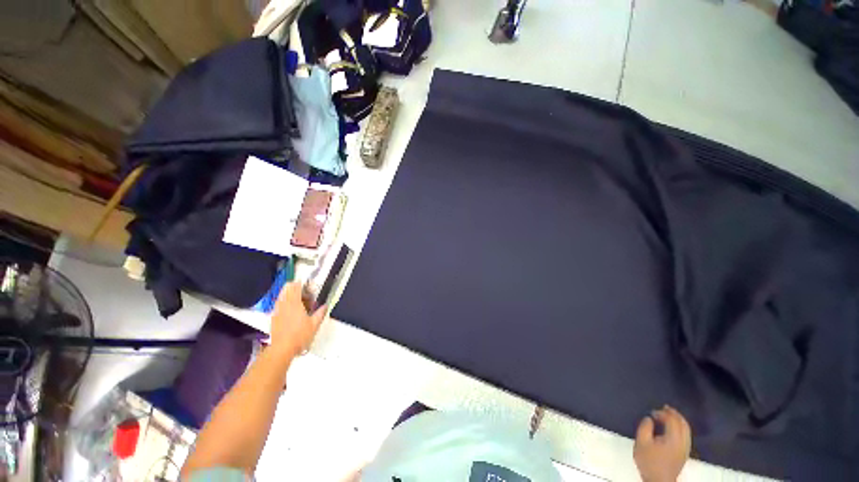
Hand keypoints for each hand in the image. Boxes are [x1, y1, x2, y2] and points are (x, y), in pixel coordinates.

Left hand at [269, 282, 326, 359]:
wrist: (281, 349)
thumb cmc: (300, 335)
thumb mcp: (315, 324)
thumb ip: (320, 313)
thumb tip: (325, 306)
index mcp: (294, 303)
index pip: (295, 285)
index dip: (302, 283)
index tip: (310, 288)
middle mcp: (284, 304)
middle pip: (287, 288)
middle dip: (296, 288)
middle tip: (306, 295)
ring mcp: (277, 310)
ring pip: (282, 295)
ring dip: (291, 296)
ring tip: (301, 304)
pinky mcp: (273, 317)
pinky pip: (279, 304)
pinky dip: (286, 304)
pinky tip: (293, 313)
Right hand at [633, 405, 690, 481]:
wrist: (659, 481)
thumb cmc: (649, 462)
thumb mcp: (641, 443)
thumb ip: (644, 428)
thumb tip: (649, 419)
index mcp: (674, 439)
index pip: (673, 420)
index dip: (663, 413)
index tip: (652, 412)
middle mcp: (683, 442)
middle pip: (683, 424)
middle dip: (674, 414)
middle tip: (664, 407)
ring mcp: (685, 448)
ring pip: (686, 430)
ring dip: (678, 420)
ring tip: (668, 415)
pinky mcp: (684, 453)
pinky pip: (685, 435)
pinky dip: (680, 428)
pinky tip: (671, 428)